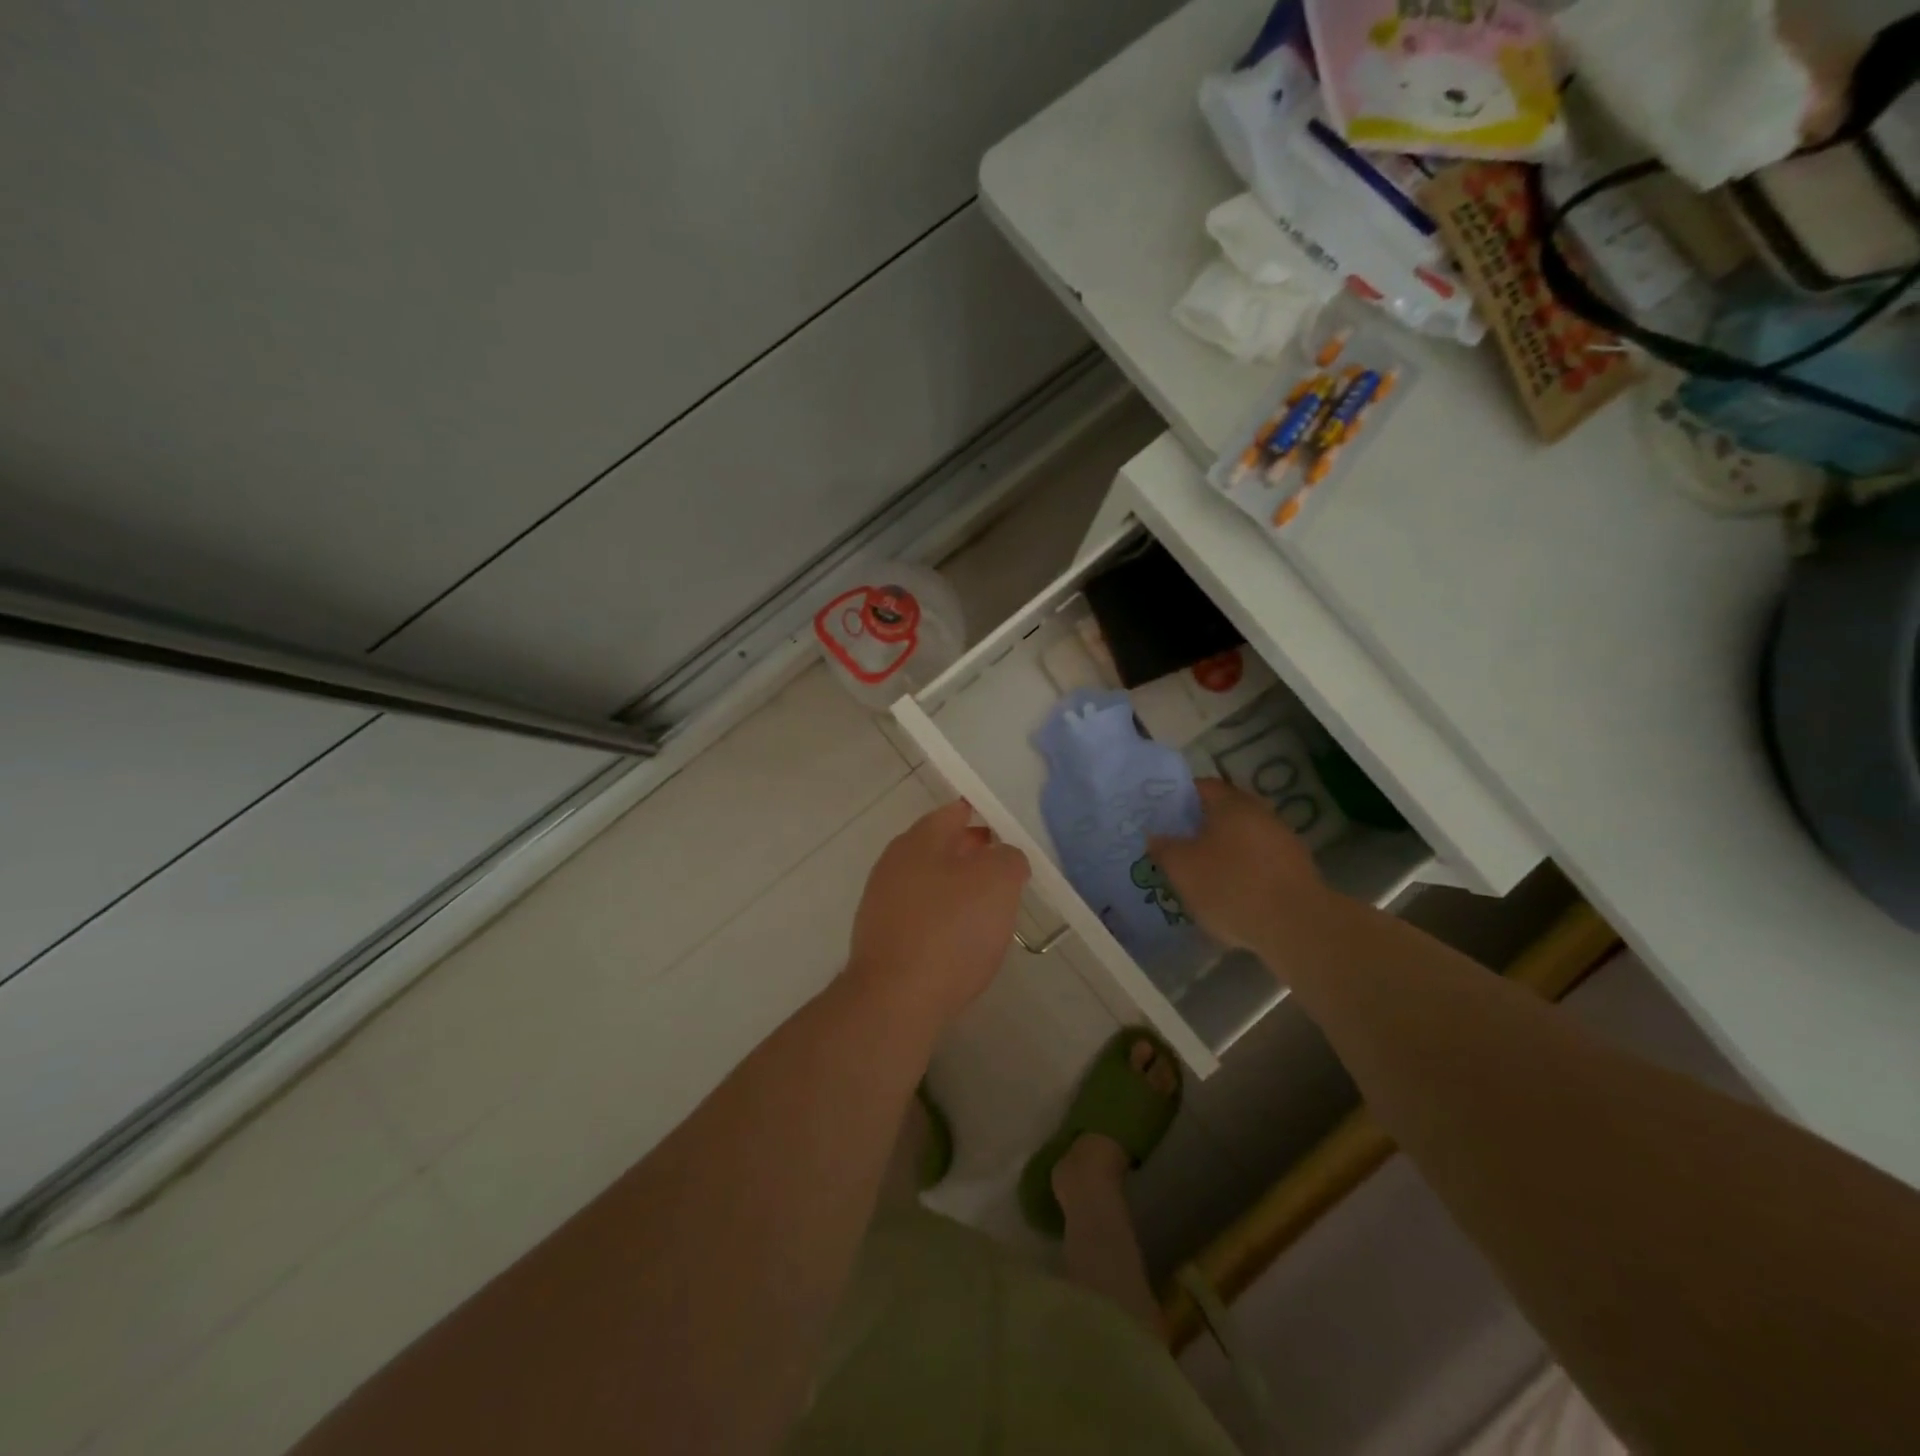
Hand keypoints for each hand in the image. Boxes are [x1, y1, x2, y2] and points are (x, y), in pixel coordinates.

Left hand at [846, 800, 1029, 1028]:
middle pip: (941, 848)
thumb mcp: (997, 883)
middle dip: (974, 855)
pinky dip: (944, 920)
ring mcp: (883, 902)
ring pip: (931, 884)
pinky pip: (922, 917)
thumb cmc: (950, 931)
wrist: (895, 1001)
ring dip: (960, 890)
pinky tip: (963, 942)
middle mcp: (894, 864)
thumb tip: (1004, 857)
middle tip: (1007, 871)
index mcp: (919, 840)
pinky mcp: (882, 939)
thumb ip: (1008, 858)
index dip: (984, 816)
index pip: (954, 812)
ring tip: (992, 909)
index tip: (1009, 832)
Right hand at [1150, 779, 1325, 954]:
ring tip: (1203, 874)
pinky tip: (1232, 894)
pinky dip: (1245, 871)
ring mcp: (1283, 841)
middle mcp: (1261, 813)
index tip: (1162, 817)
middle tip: (1179, 845)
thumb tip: (1156, 835)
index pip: (1202, 786)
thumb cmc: (1230, 886)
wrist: (1296, 926)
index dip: (1179, 798)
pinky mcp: (1298, 869)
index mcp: (1231, 804)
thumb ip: (1164, 847)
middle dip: (1202, 827)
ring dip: (1225, 850)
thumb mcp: (1182, 868)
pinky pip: (1261, 862)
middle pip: (1225, 812)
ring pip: (1244, 838)